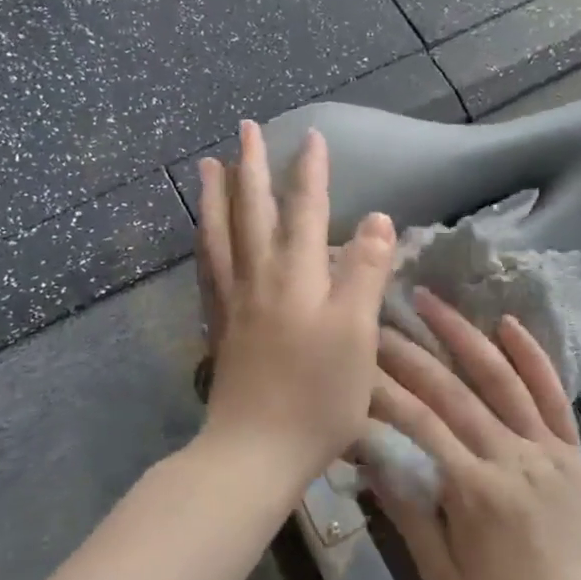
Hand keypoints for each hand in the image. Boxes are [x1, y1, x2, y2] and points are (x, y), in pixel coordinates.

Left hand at [197, 120, 395, 488]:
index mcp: (295, 276)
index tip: (311, 137)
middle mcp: (258, 278)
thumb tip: (377, 219)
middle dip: (251, 167)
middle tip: (245, 128)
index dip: (310, 172)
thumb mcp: (356, 333)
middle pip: (252, 211)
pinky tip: (203, 235)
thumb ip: (365, 272)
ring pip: (220, 234)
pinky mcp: (220, 327)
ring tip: (210, 165)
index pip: (305, 210)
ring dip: (216, 195)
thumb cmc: (317, 396)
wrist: (255, 451)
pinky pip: (207, 269)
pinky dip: (204, 241)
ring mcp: (233, 302)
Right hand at [371, 290, 580, 579]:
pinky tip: (507, 322)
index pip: (420, 424)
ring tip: (432, 300)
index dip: (383, 389)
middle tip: (378, 318)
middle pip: (453, 392)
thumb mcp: (442, 577)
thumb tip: (370, 460)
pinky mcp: (570, 447)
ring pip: (501, 379)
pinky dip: (532, 355)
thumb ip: (409, 515)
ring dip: (464, 335)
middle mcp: (511, 457)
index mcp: (475, 490)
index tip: (355, 361)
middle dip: (410, 352)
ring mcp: (546, 447)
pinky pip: (553, 394)